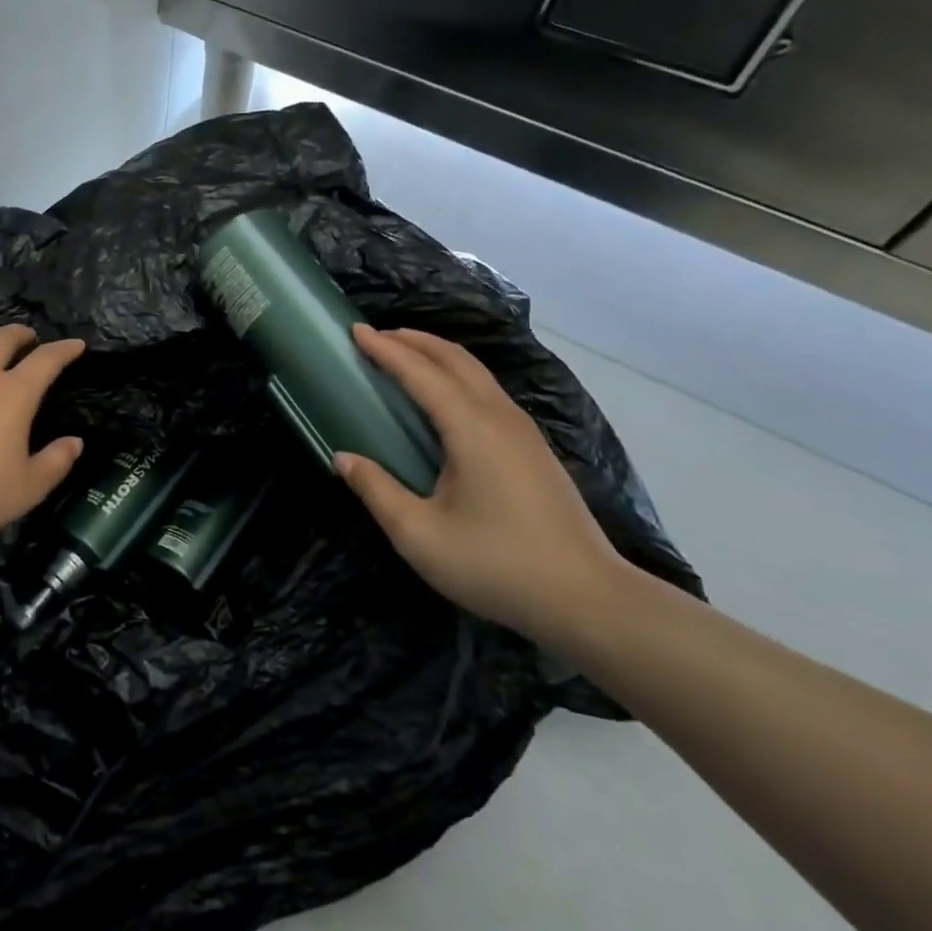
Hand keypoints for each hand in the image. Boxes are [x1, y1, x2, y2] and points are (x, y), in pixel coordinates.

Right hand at [335, 324, 632, 645]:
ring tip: (404, 355)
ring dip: (437, 355)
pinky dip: (457, 375)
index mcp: (472, 430)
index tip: (354, 330)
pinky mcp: (534, 448)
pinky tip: (444, 396)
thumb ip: (377, 491)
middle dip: (413, 340)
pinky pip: (488, 391)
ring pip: (477, 372)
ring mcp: (524, 431)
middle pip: (455, 359)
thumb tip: (344, 458)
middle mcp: (500, 417)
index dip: (386, 349)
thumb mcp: (419, 536)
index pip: (421, 373)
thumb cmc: (496, 565)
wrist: (587, 600)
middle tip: (375, 336)